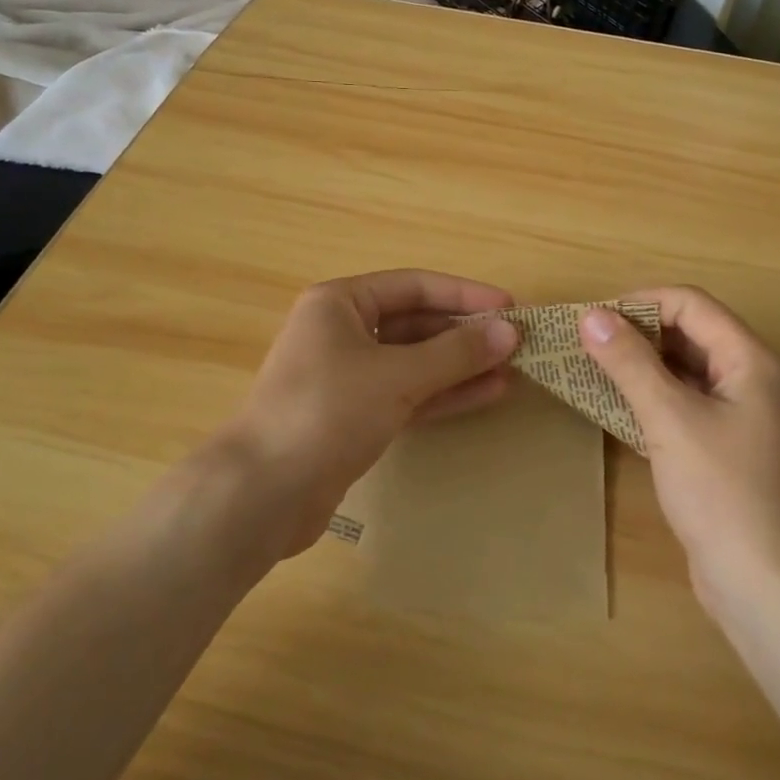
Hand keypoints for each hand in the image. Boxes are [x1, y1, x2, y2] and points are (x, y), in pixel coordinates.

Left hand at [222, 269, 518, 554]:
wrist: (263, 493)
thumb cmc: (327, 412)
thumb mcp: (397, 376)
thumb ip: (456, 353)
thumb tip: (510, 332)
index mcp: (340, 303)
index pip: (414, 286)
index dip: (465, 294)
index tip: (510, 308)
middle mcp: (342, 332)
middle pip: (416, 323)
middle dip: (465, 333)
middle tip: (516, 343)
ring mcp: (348, 377)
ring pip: (415, 362)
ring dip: (461, 365)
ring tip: (512, 370)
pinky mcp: (355, 417)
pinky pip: (408, 395)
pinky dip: (444, 394)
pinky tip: (486, 394)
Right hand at [580, 288, 779, 610]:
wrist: (764, 584)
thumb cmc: (721, 491)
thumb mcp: (670, 419)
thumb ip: (630, 362)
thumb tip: (590, 315)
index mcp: (749, 359)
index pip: (691, 303)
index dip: (640, 302)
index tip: (592, 318)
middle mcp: (750, 377)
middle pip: (689, 331)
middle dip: (637, 332)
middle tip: (586, 344)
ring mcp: (739, 413)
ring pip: (684, 368)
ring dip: (641, 365)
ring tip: (592, 370)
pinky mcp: (724, 445)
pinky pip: (684, 402)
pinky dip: (651, 397)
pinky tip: (616, 407)